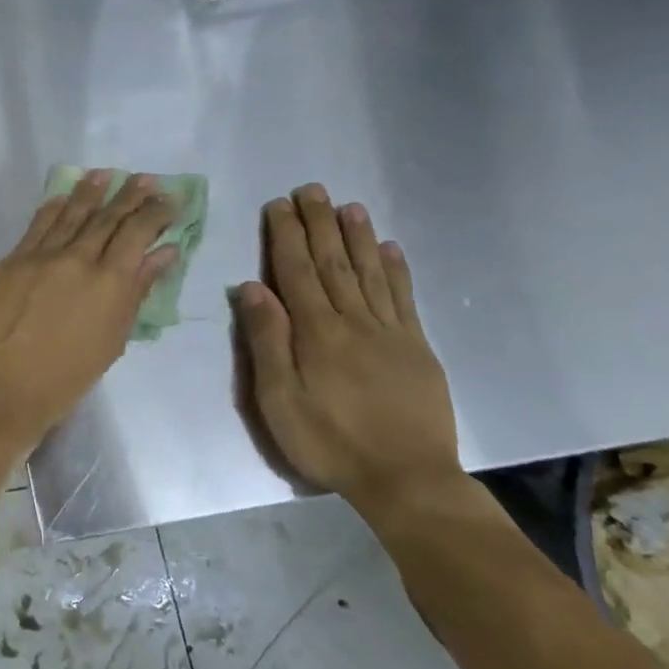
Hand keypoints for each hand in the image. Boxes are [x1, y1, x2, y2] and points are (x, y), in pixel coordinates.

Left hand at [0, 172, 176, 446]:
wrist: (4, 386)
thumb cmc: (67, 376)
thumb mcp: (114, 338)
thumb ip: (137, 290)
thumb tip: (164, 253)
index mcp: (110, 281)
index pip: (137, 232)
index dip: (156, 212)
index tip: (169, 198)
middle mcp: (78, 258)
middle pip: (107, 217)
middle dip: (129, 195)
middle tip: (145, 178)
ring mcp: (41, 255)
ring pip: (71, 213)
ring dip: (90, 191)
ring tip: (106, 174)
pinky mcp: (13, 260)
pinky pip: (37, 225)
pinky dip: (53, 207)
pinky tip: (63, 196)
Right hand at [236, 185, 461, 517]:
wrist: (406, 478)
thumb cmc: (329, 441)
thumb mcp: (278, 399)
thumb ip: (267, 340)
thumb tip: (251, 287)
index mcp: (316, 332)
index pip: (296, 271)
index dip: (286, 236)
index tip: (279, 205)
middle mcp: (354, 321)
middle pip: (333, 263)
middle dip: (320, 224)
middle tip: (312, 189)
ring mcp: (390, 333)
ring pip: (371, 272)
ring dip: (358, 237)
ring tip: (350, 206)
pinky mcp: (416, 349)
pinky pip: (404, 299)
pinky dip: (396, 270)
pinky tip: (391, 249)